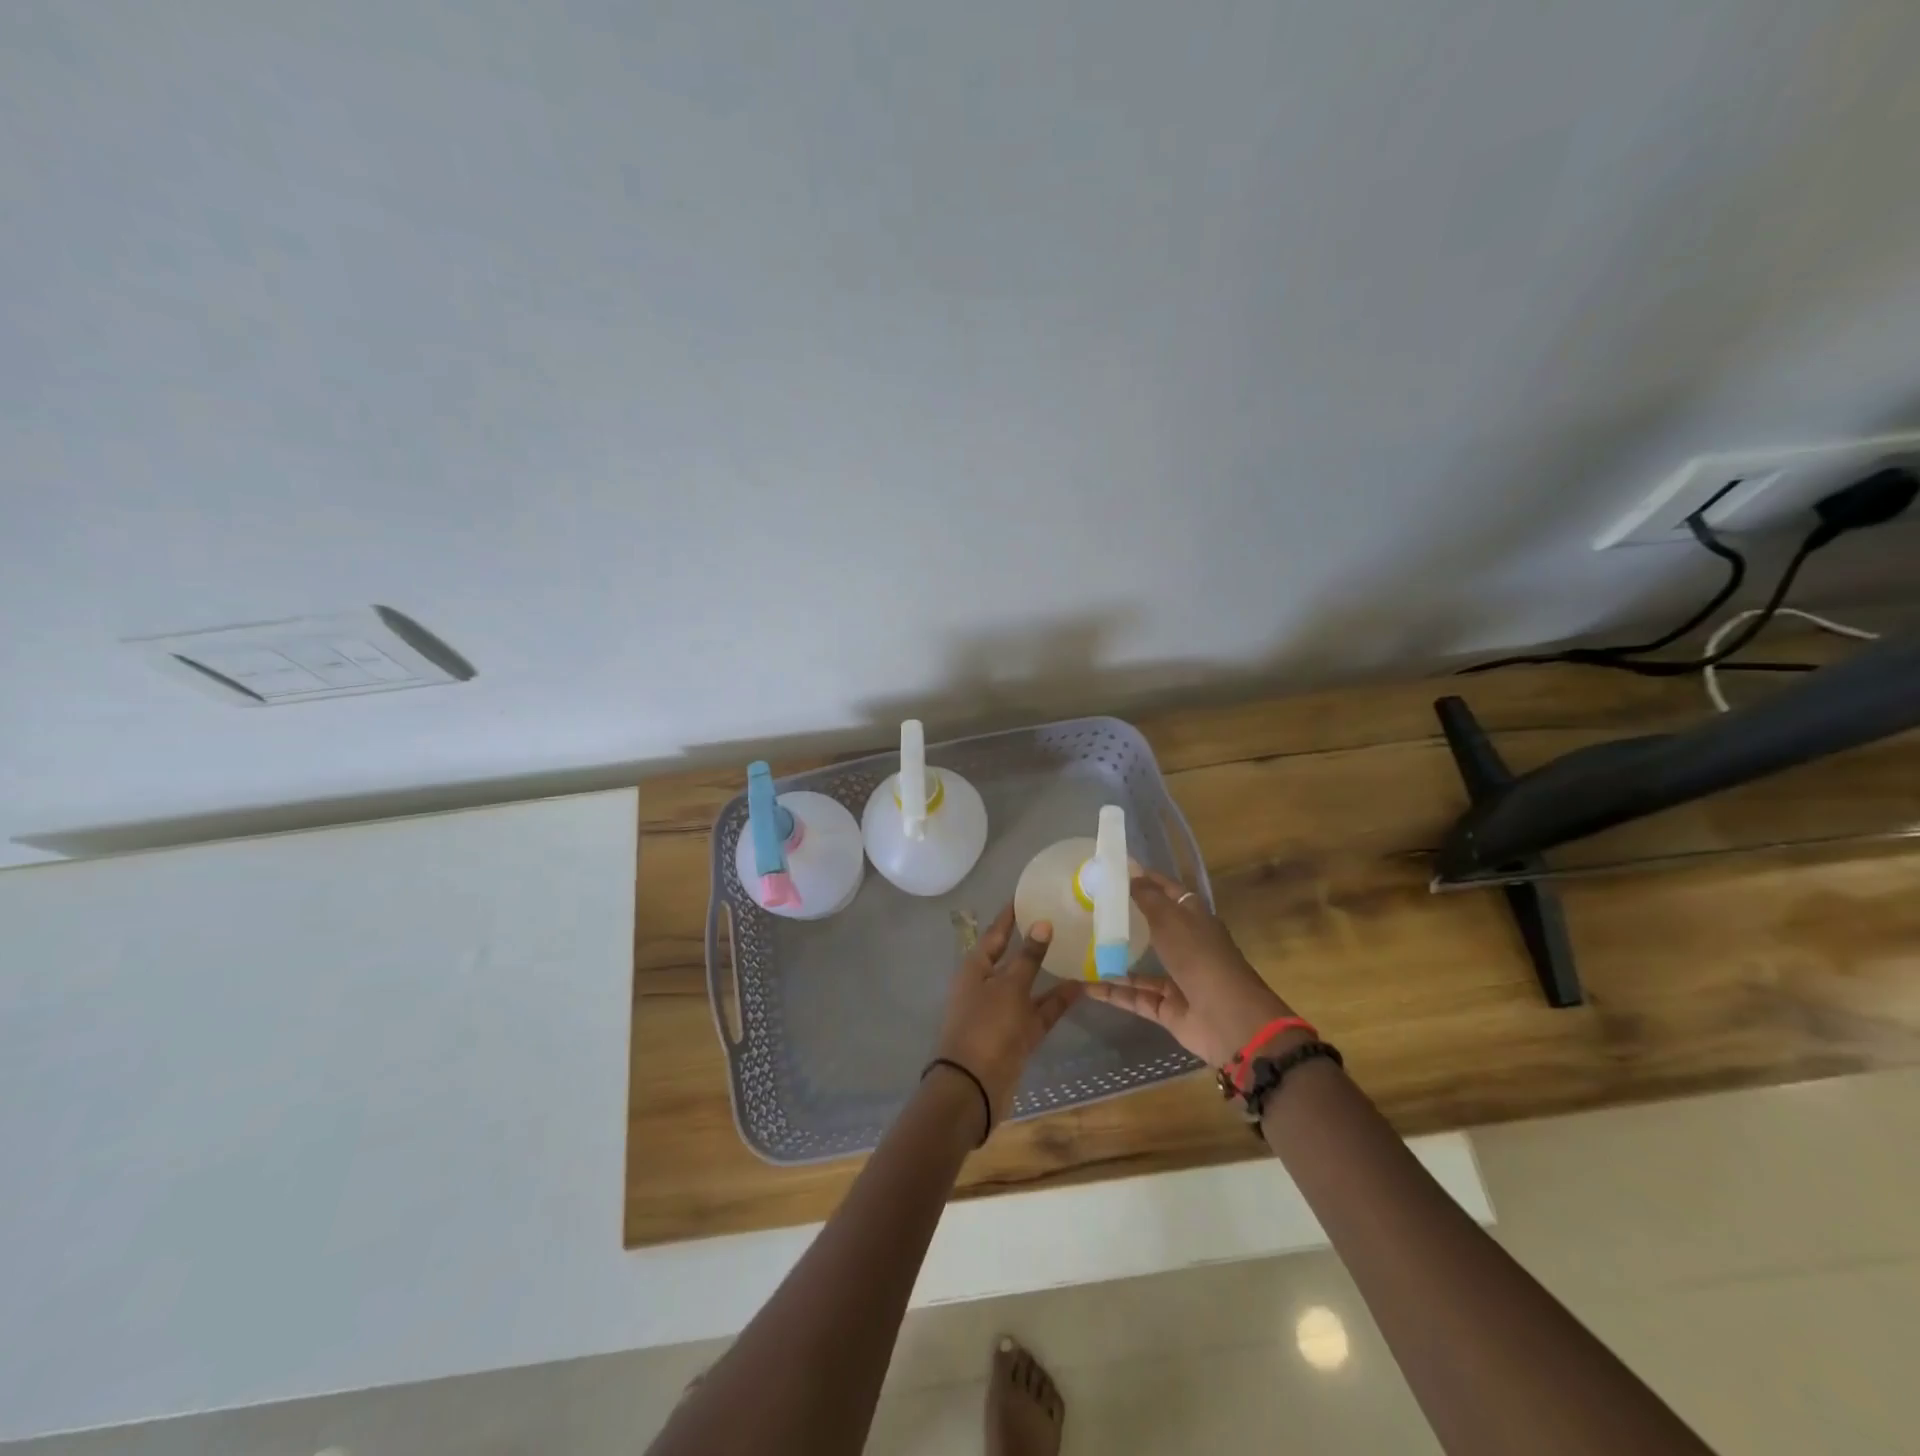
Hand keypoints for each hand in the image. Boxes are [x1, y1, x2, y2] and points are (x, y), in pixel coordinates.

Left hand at [931, 905, 1081, 1132]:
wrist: (973, 1088)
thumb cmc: (986, 1026)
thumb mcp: (1009, 987)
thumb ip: (1028, 957)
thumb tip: (1042, 923)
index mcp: (975, 968)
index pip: (995, 933)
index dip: (1010, 915)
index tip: (1027, 894)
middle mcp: (988, 985)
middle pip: (1013, 958)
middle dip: (1034, 941)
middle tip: (1060, 919)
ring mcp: (1003, 1012)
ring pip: (1029, 985)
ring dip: (1050, 971)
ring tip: (1077, 950)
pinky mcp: (1018, 1036)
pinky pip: (1040, 1011)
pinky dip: (1057, 1000)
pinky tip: (1082, 986)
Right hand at [1083, 870, 1293, 1065]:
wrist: (1228, 1019)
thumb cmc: (1199, 957)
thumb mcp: (1170, 919)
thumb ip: (1147, 897)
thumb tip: (1131, 870)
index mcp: (1194, 919)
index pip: (1168, 892)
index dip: (1145, 880)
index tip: (1114, 872)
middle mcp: (1187, 946)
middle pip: (1153, 928)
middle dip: (1125, 920)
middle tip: (1089, 909)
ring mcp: (1178, 978)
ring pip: (1140, 967)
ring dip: (1114, 959)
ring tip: (1080, 949)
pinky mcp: (1168, 1008)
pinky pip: (1135, 997)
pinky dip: (1113, 993)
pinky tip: (1086, 986)